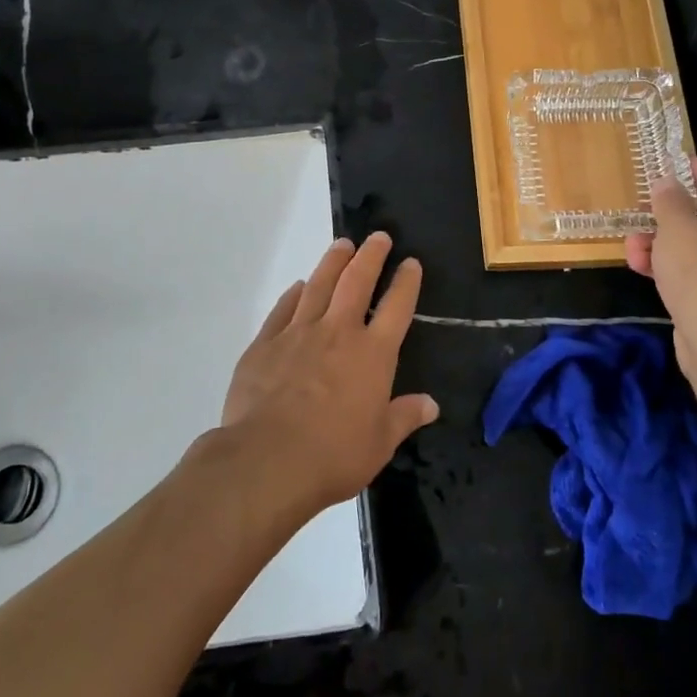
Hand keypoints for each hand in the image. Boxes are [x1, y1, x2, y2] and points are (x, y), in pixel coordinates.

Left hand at [219, 231, 438, 512]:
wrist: (268, 460)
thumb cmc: (334, 455)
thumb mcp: (380, 443)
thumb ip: (405, 417)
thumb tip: (431, 404)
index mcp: (373, 354)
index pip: (397, 307)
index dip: (406, 282)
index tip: (411, 263)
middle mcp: (338, 332)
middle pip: (357, 282)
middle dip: (371, 256)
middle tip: (378, 236)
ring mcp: (298, 333)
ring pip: (318, 286)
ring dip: (333, 262)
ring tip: (342, 245)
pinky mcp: (265, 344)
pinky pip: (282, 310)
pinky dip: (293, 294)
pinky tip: (297, 286)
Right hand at [626, 157, 696, 382]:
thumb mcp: (676, 228)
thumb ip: (668, 200)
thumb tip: (667, 183)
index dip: (695, 168)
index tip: (667, 166)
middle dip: (670, 213)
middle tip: (643, 211)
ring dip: (666, 243)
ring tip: (633, 249)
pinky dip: (678, 267)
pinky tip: (645, 271)